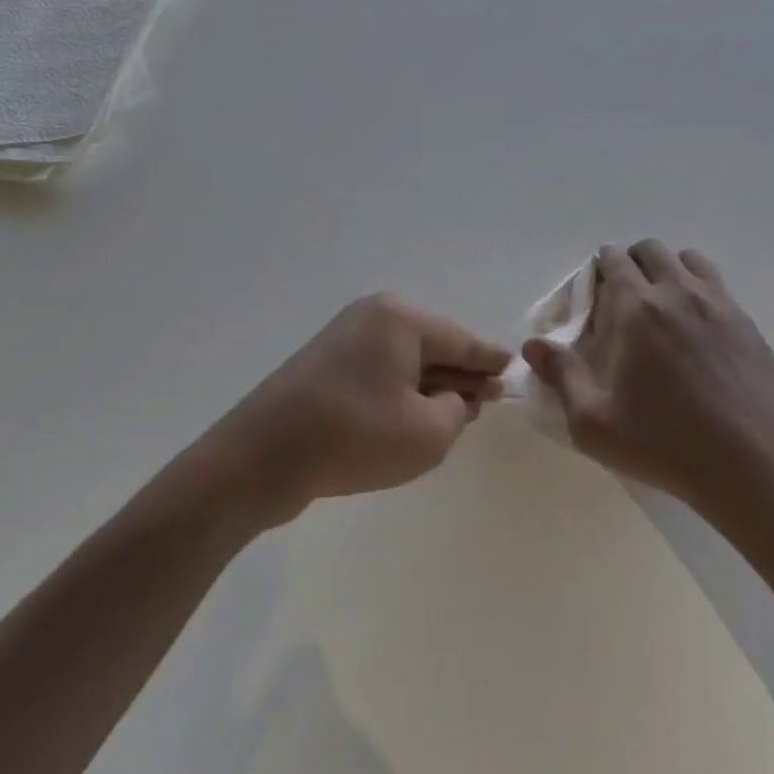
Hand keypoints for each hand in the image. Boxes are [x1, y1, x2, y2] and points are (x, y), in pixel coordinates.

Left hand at [211, 293, 510, 524]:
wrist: (260, 457)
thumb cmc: (354, 437)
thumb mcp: (426, 433)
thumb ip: (457, 411)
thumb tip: (454, 397)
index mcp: (401, 318)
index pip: (460, 339)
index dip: (489, 359)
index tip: (513, 367)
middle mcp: (373, 316)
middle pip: (433, 344)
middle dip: (460, 374)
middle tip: (488, 400)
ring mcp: (344, 337)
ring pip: (405, 359)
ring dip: (430, 386)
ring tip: (456, 413)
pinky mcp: (325, 364)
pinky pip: (379, 371)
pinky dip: (400, 391)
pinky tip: (412, 416)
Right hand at [524, 240, 773, 518]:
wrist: (756, 468)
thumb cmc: (667, 447)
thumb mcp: (596, 424)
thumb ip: (562, 377)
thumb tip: (532, 345)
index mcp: (638, 310)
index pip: (614, 261)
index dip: (600, 267)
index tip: (595, 289)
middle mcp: (678, 293)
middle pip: (651, 250)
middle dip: (632, 261)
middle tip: (624, 295)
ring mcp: (719, 304)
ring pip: (689, 260)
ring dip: (669, 268)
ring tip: (663, 303)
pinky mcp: (747, 323)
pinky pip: (718, 284)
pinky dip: (699, 288)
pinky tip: (698, 327)